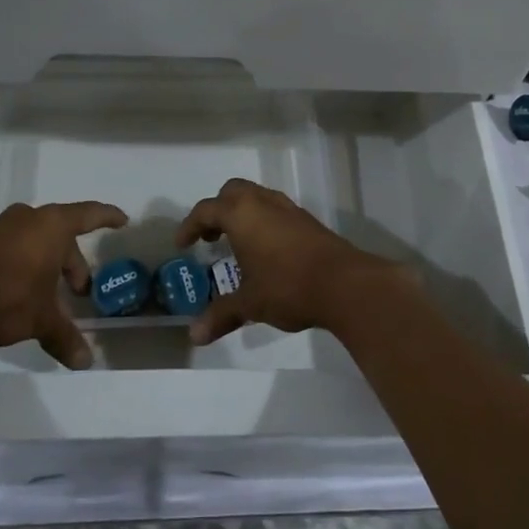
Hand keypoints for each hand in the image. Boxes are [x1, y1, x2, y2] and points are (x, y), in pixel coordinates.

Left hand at [0, 200, 126, 368]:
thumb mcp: (41, 319)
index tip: (123, 221)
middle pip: (62, 235)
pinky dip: (25, 267)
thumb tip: (85, 362)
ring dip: (48, 266)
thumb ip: (65, 336)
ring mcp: (0, 228)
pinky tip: (21, 295)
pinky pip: (14, 249)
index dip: (108, 217)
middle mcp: (28, 219)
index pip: (89, 215)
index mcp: (52, 226)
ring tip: (50, 298)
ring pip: (36, 243)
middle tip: (79, 291)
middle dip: (73, 263)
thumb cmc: (6, 295)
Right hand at [175, 178, 405, 345]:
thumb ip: (221, 314)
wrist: (345, 284)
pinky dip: (263, 222)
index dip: (189, 226)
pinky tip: (267, 251)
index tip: (182, 245)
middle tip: (210, 237)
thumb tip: (194, 336)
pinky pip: (276, 211)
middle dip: (217, 210)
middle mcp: (263, 203)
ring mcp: (289, 209)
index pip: (206, 210)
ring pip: (257, 198)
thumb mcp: (250, 303)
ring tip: (237, 243)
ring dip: (242, 214)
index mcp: (241, 214)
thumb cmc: (288, 286)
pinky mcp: (308, 221)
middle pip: (232, 192)